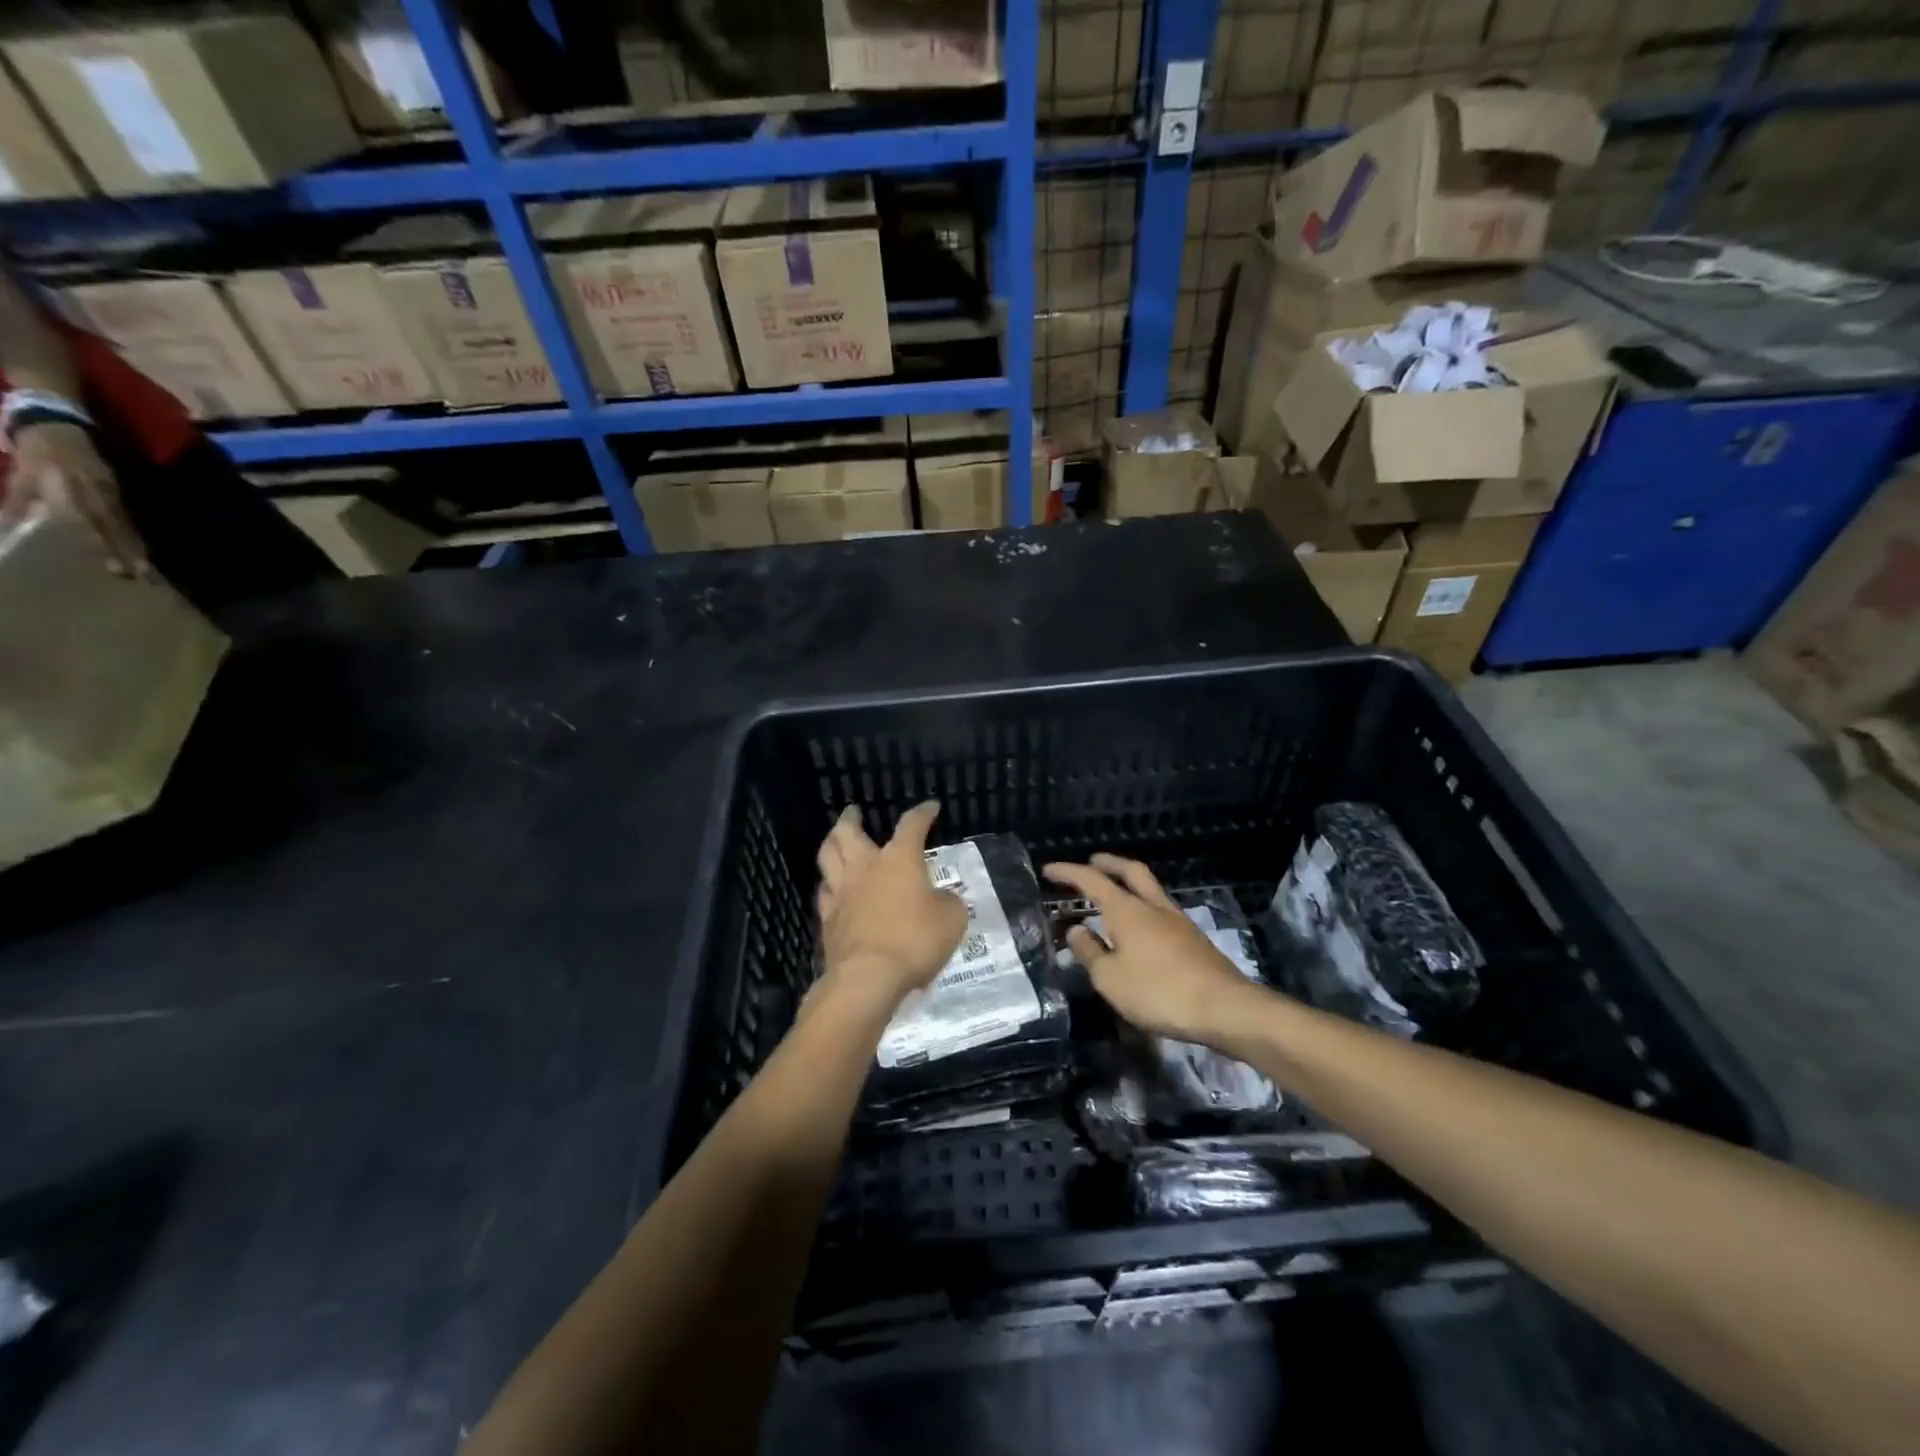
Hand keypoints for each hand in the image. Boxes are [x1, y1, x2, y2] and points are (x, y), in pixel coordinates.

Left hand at [1, 422, 150, 578]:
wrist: (55, 423)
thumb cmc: (34, 449)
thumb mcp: (21, 473)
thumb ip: (22, 499)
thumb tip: (13, 528)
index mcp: (71, 489)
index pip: (93, 523)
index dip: (105, 545)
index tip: (116, 566)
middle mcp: (96, 493)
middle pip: (115, 527)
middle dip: (127, 550)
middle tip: (140, 573)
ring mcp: (110, 491)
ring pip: (123, 523)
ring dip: (134, 545)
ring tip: (144, 566)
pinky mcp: (115, 489)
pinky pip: (124, 515)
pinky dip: (131, 532)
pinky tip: (137, 545)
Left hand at [814, 801, 966, 1010]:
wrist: (867, 977)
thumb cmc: (914, 941)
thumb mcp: (951, 920)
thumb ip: (949, 903)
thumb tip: (943, 898)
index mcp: (899, 859)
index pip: (912, 825)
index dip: (922, 813)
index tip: (930, 808)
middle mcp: (866, 867)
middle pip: (848, 832)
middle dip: (851, 818)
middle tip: (853, 812)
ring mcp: (842, 892)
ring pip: (827, 856)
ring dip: (831, 843)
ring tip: (835, 840)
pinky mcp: (828, 918)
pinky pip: (824, 892)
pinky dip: (829, 884)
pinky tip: (833, 888)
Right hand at [1044, 854, 1263, 1040]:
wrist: (1224, 1008)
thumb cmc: (1158, 991)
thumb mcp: (1110, 978)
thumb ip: (1090, 952)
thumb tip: (1077, 930)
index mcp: (1127, 910)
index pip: (1091, 880)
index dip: (1068, 872)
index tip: (1048, 870)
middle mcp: (1152, 906)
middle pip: (1131, 871)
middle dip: (1109, 863)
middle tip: (1092, 862)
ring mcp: (1178, 921)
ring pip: (1150, 889)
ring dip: (1129, 884)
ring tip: (1114, 895)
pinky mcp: (1193, 939)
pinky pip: (1161, 911)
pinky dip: (1143, 907)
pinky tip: (1140, 927)